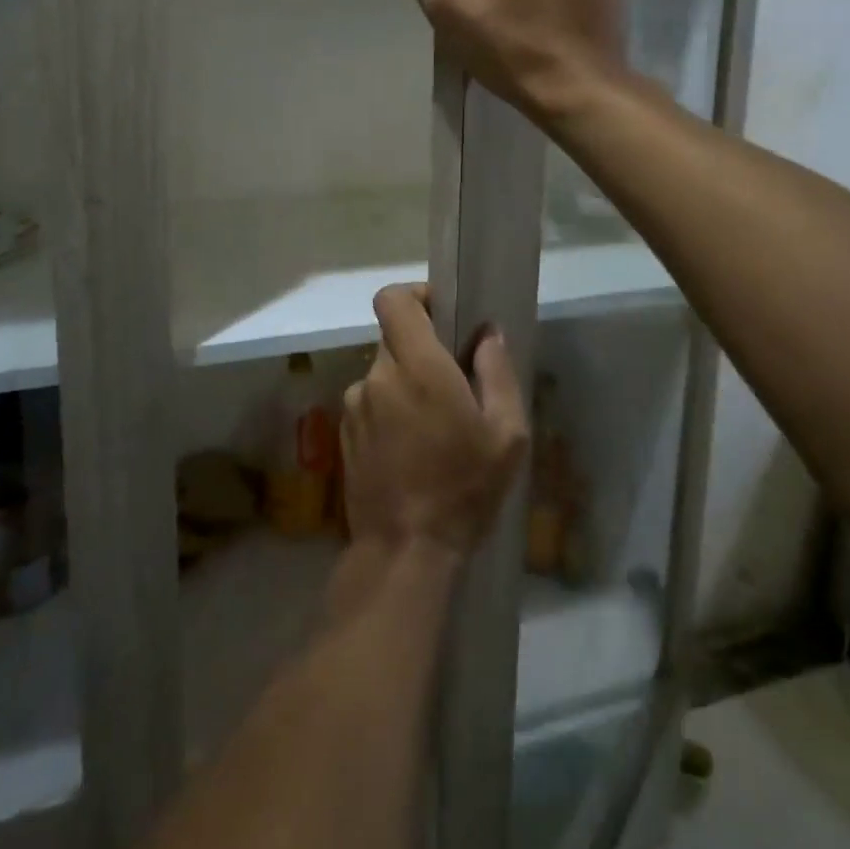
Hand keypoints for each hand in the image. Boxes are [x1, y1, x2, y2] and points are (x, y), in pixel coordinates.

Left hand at [341, 285, 528, 556]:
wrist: (404, 552)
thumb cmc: (463, 489)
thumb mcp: (506, 434)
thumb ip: (497, 372)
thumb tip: (486, 334)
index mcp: (416, 366)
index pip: (393, 299)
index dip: (416, 296)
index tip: (442, 315)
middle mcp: (377, 376)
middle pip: (395, 339)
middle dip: (423, 352)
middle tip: (454, 388)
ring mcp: (354, 405)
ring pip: (384, 375)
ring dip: (407, 387)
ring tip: (434, 431)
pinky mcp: (343, 433)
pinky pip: (371, 404)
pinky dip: (390, 413)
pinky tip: (411, 452)